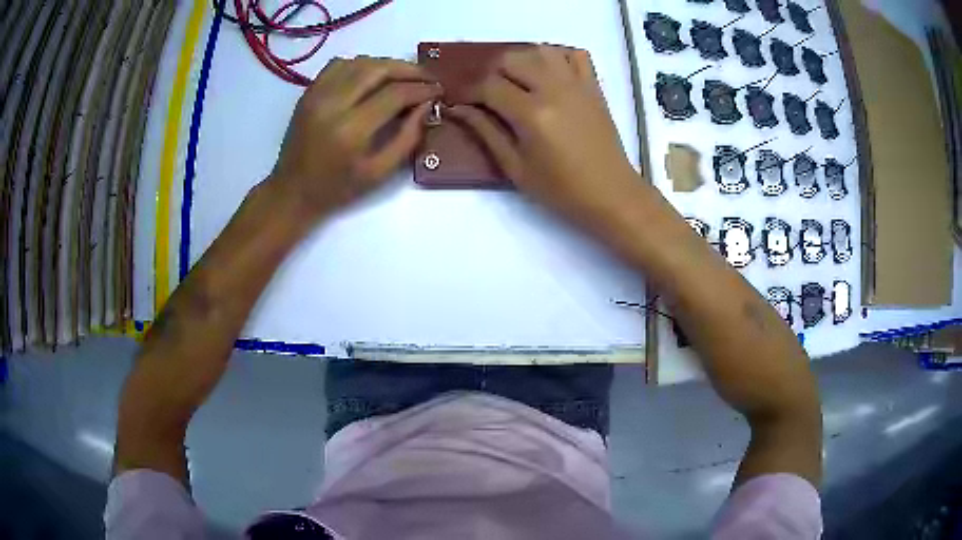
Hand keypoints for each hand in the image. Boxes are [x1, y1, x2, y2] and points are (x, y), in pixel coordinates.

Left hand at [270, 57, 440, 220]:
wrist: (292, 191)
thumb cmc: (338, 189)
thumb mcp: (379, 173)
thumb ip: (408, 138)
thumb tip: (426, 106)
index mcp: (351, 129)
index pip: (395, 94)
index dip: (422, 89)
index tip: (438, 91)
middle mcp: (333, 104)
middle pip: (378, 69)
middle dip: (409, 70)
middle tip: (427, 78)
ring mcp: (317, 94)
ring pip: (360, 62)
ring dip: (387, 64)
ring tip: (404, 76)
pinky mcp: (308, 92)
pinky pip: (339, 64)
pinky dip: (361, 64)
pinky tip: (372, 75)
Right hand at [449, 46, 641, 227]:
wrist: (611, 194)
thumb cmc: (561, 189)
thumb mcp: (515, 167)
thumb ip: (486, 132)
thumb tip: (459, 109)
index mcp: (532, 114)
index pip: (489, 86)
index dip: (469, 92)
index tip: (461, 102)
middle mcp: (553, 89)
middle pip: (511, 59)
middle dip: (493, 74)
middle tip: (490, 97)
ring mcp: (577, 84)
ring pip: (540, 50)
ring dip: (522, 61)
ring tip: (518, 84)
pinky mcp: (593, 87)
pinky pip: (574, 55)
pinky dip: (557, 57)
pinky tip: (550, 76)